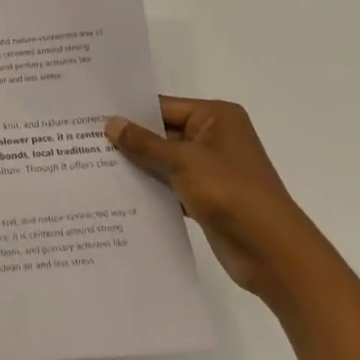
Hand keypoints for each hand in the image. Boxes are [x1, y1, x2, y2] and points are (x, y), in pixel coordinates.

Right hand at [106, 97, 321, 303]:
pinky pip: (171, 184)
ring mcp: (212, 169)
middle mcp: (215, 137)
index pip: (164, 106)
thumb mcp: (183, 162)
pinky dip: (151, 188)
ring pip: (165, 160)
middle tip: (86, 140)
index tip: (94, 115)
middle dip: (131, 140)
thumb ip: (144, 143)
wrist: (273, 253)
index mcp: (217, 117)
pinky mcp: (207, 197)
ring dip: (139, 166)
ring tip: (94, 164)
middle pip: (163, 132)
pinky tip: (119, 192)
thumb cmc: (231, 193)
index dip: (131, 112)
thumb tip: (111, 123)